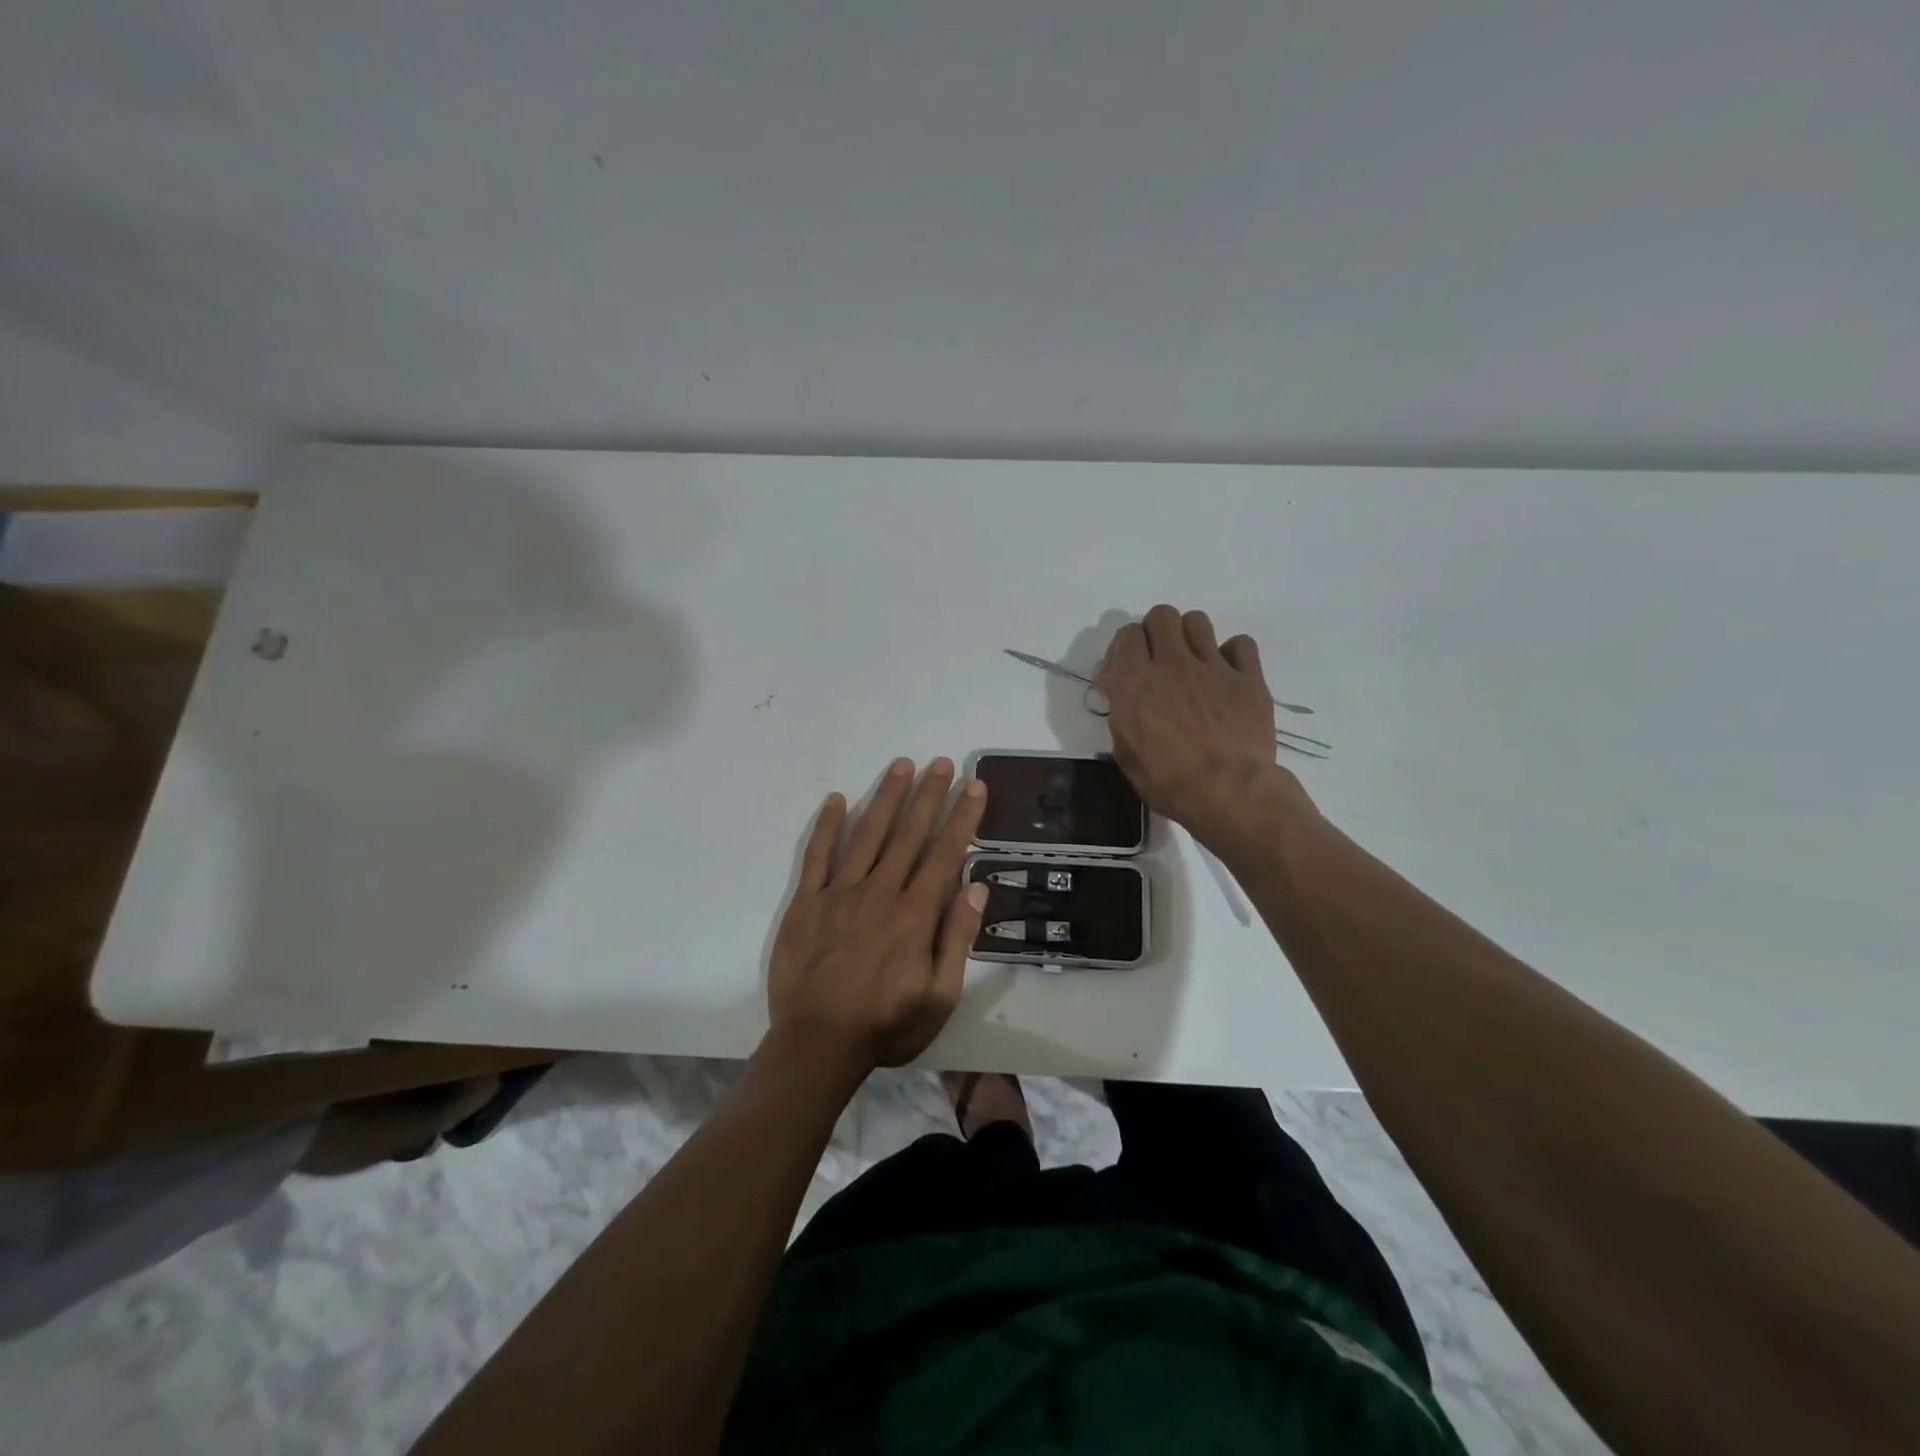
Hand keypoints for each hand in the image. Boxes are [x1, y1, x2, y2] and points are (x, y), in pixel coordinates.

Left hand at [767, 757, 988, 1082]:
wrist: (816, 1045)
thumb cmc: (885, 1025)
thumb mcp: (939, 997)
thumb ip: (957, 939)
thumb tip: (977, 888)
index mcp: (914, 915)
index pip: (945, 853)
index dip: (962, 817)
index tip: (974, 786)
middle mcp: (879, 892)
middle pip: (909, 834)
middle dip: (929, 795)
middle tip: (942, 762)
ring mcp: (839, 893)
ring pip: (867, 835)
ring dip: (886, 797)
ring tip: (901, 766)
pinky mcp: (806, 902)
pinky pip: (816, 856)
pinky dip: (826, 826)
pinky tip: (836, 799)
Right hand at [1095, 605, 1315, 853]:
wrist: (1228, 792)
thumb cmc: (1168, 781)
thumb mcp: (1126, 752)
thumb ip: (1122, 713)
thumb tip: (1122, 694)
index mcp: (1136, 682)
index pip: (1127, 634)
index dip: (1125, 648)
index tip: (1126, 670)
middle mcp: (1172, 664)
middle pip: (1161, 615)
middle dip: (1156, 632)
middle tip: (1158, 659)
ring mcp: (1213, 667)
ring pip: (1197, 621)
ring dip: (1189, 636)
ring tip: (1192, 662)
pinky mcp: (1248, 678)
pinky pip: (1240, 644)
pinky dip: (1232, 654)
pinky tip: (1228, 674)